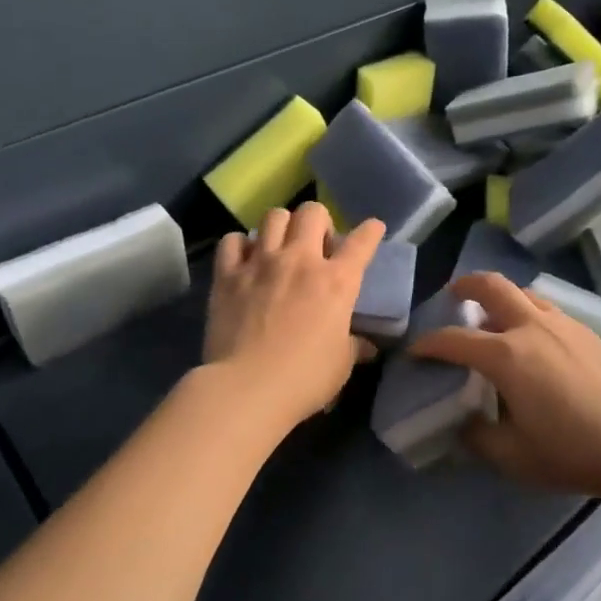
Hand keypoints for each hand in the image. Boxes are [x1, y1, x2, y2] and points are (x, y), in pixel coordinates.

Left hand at [205, 204, 383, 429]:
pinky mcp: (228, 275)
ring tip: (280, 246)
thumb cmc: (304, 379)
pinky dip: (240, 245)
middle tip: (316, 244)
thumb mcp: (341, 365)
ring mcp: (261, 263)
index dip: (370, 231)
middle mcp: (301, 260)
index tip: (373, 228)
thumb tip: (365, 346)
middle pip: (312, 212)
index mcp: (337, 282)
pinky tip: (244, 260)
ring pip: (274, 216)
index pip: (361, 243)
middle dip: (319, 221)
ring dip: (281, 226)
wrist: (247, 388)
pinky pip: (232, 241)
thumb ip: (353, 346)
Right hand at [410, 272, 600, 498]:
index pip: (454, 339)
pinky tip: (537, 339)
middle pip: (493, 286)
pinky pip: (549, 309)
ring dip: (502, 296)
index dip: (429, 343)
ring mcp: (565, 325)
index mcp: (507, 355)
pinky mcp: (590, 332)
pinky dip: (530, 311)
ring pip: (525, 292)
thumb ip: (480, 437)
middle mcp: (532, 327)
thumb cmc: (573, 452)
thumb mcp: (514, 457)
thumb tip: (465, 423)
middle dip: (466, 285)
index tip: (416, 350)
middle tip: (454, 296)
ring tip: (495, 316)